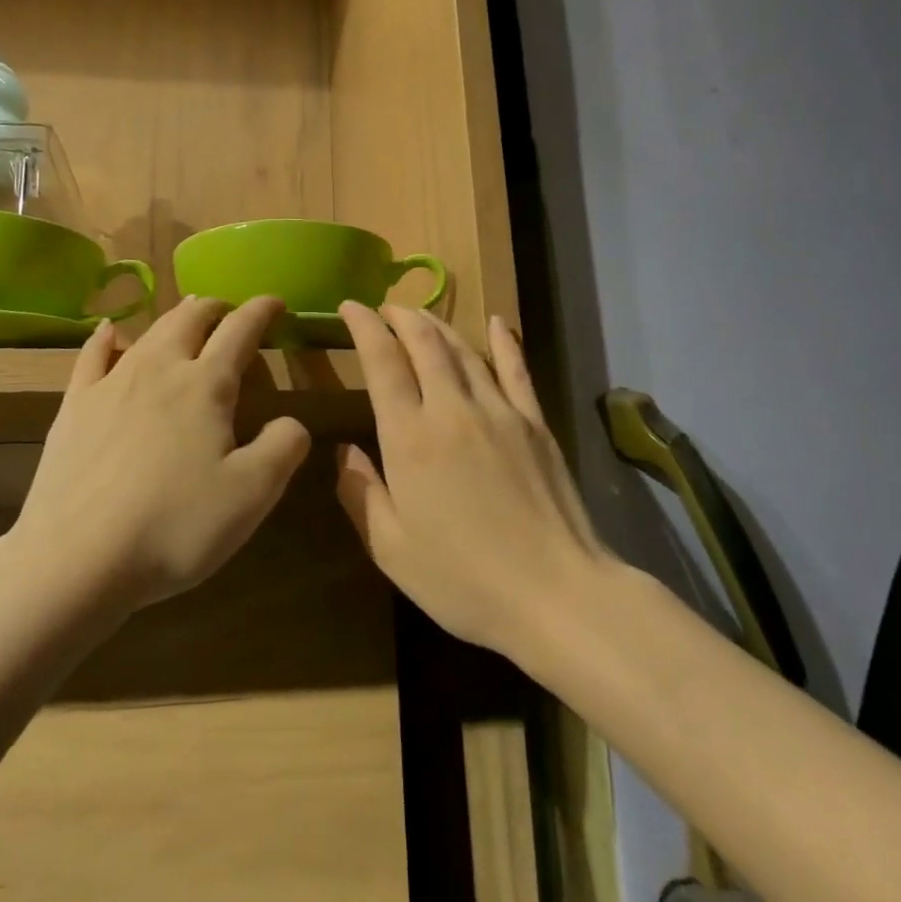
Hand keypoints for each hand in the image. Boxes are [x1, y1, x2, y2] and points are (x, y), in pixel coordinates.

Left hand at [13, 297, 311, 612]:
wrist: (76, 558)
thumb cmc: (174, 525)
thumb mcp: (252, 494)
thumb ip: (284, 447)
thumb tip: (292, 422)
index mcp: (205, 385)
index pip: (240, 330)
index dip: (262, 311)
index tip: (276, 302)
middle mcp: (159, 369)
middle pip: (191, 319)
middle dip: (216, 308)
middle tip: (231, 310)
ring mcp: (111, 384)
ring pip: (149, 331)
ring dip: (175, 316)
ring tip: (188, 312)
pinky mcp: (74, 406)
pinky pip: (92, 356)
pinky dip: (108, 337)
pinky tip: (110, 332)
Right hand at [335, 303, 603, 658]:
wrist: (556, 595)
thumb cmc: (463, 580)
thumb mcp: (391, 549)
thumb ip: (361, 494)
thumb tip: (344, 451)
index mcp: (409, 438)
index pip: (382, 362)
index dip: (364, 327)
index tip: (350, 307)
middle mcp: (451, 410)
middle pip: (424, 344)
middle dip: (400, 317)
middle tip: (384, 308)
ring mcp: (499, 411)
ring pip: (464, 350)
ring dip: (438, 325)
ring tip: (420, 313)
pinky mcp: (535, 423)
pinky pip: (516, 370)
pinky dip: (504, 341)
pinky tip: (497, 322)